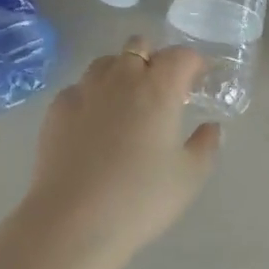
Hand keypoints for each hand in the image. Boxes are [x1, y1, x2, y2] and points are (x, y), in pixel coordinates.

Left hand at [16, 37, 220, 268]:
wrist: (72, 222)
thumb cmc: (140, 198)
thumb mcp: (189, 177)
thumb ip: (206, 145)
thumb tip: (211, 127)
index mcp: (159, 88)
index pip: (181, 56)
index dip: (193, 63)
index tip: (198, 81)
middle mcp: (121, 78)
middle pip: (139, 47)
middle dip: (154, 60)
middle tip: (162, 91)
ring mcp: (84, 90)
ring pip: (105, 63)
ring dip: (120, 72)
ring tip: (126, 103)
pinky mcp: (57, 109)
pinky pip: (79, 88)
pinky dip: (92, 96)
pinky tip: (93, 125)